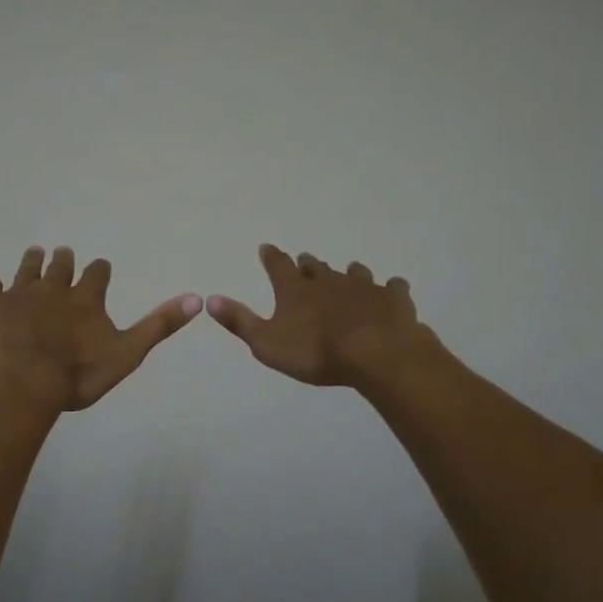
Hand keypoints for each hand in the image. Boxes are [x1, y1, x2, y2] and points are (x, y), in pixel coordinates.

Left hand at [0, 247, 202, 412]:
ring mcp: (17, 294)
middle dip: (63, 260)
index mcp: (86, 299)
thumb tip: (197, 299)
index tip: (99, 266)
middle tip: (62, 252)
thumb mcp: (127, 354)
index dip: (99, 270)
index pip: (97, 274)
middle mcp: (52, 289)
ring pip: (26, 269)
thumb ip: (158, 326)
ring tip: (34, 254)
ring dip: (32, 261)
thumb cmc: (77, 375)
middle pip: (60, 266)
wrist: (20, 384)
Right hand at [208, 245, 434, 387]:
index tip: (266, 248)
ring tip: (349, 271)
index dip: (271, 256)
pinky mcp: (392, 298)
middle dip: (308, 264)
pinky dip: (389, 289)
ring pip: (353, 272)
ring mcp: (363, 286)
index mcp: (295, 289)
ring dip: (348, 272)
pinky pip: (392, 287)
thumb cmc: (315, 352)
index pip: (278, 265)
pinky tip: (391, 291)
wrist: (376, 353)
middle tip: (305, 261)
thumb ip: (239, 321)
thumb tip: (209, 299)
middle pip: (315, 266)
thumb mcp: (266, 343)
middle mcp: (327, 280)